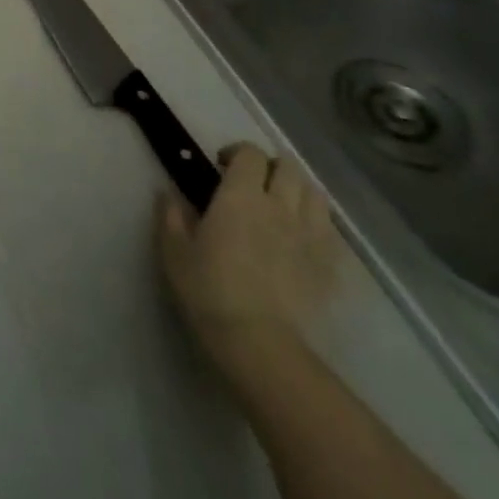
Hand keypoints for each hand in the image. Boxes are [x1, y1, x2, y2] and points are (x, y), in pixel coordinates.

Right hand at [157, 143, 337, 383]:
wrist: (262, 346)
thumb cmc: (210, 292)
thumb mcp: (174, 251)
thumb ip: (170, 215)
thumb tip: (166, 192)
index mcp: (240, 195)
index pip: (250, 153)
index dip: (236, 152)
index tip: (221, 167)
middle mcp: (280, 206)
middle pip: (288, 166)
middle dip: (271, 166)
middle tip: (253, 184)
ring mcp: (312, 236)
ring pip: (315, 194)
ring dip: (298, 191)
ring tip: (282, 206)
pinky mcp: (331, 267)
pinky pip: (331, 231)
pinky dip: (317, 224)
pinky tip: (302, 240)